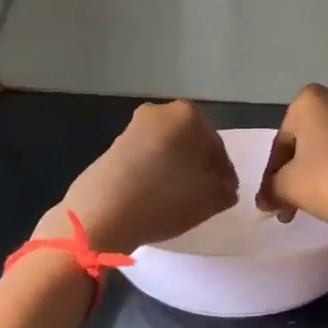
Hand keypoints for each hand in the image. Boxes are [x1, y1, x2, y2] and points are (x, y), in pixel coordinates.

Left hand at [53, 101, 238, 256]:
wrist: (101, 214)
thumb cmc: (165, 198)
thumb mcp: (212, 199)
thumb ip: (227, 190)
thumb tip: (224, 187)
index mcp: (188, 114)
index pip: (217, 146)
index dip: (225, 173)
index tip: (226, 193)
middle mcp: (160, 112)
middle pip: (191, 144)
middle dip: (199, 167)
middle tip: (205, 196)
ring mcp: (132, 128)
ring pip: (167, 150)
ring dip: (175, 171)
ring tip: (179, 201)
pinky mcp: (112, 148)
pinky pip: (145, 160)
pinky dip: (154, 175)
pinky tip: (155, 199)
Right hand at [255, 85, 327, 229]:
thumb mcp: (289, 186)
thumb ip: (272, 188)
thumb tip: (267, 199)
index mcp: (310, 100)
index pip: (281, 142)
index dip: (271, 176)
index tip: (269, 203)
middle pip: (306, 142)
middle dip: (295, 174)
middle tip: (288, 207)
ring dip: (317, 175)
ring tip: (311, 207)